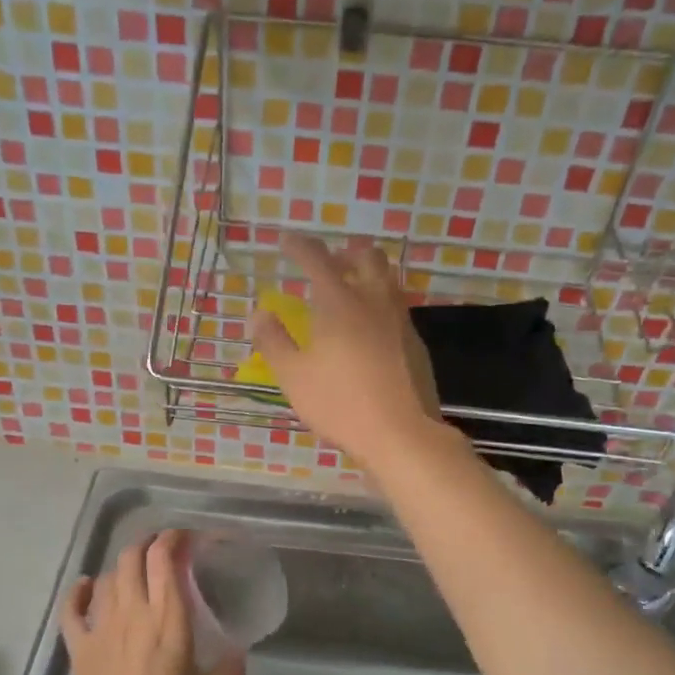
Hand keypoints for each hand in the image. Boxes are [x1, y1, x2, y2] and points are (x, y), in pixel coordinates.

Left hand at [57, 530, 243, 674]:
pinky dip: (77, 591)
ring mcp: (100, 628)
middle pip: (132, 557)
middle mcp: (132, 614)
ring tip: (137, 573)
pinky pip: (71, 608)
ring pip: (106, 576)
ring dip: (122, 566)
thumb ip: (229, 670)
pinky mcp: (78, 648)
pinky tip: (86, 586)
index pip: (164, 559)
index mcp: (167, 622)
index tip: (187, 537)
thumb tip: (237, 651)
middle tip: (165, 550)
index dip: (173, 538)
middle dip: (148, 543)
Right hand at [248, 235, 444, 473]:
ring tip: (348, 292)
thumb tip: (259, 314)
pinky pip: (396, 306)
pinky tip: (368, 329)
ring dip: (366, 274)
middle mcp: (374, 301)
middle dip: (344, 252)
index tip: (287, 241)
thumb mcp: (294, 377)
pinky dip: (379, 303)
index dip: (300, 246)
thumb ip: (273, 341)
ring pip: (387, 279)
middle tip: (326, 266)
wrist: (401, 433)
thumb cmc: (340, 403)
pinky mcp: (415, 342)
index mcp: (340, 303)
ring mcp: (400, 320)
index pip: (317, 259)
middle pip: (366, 256)